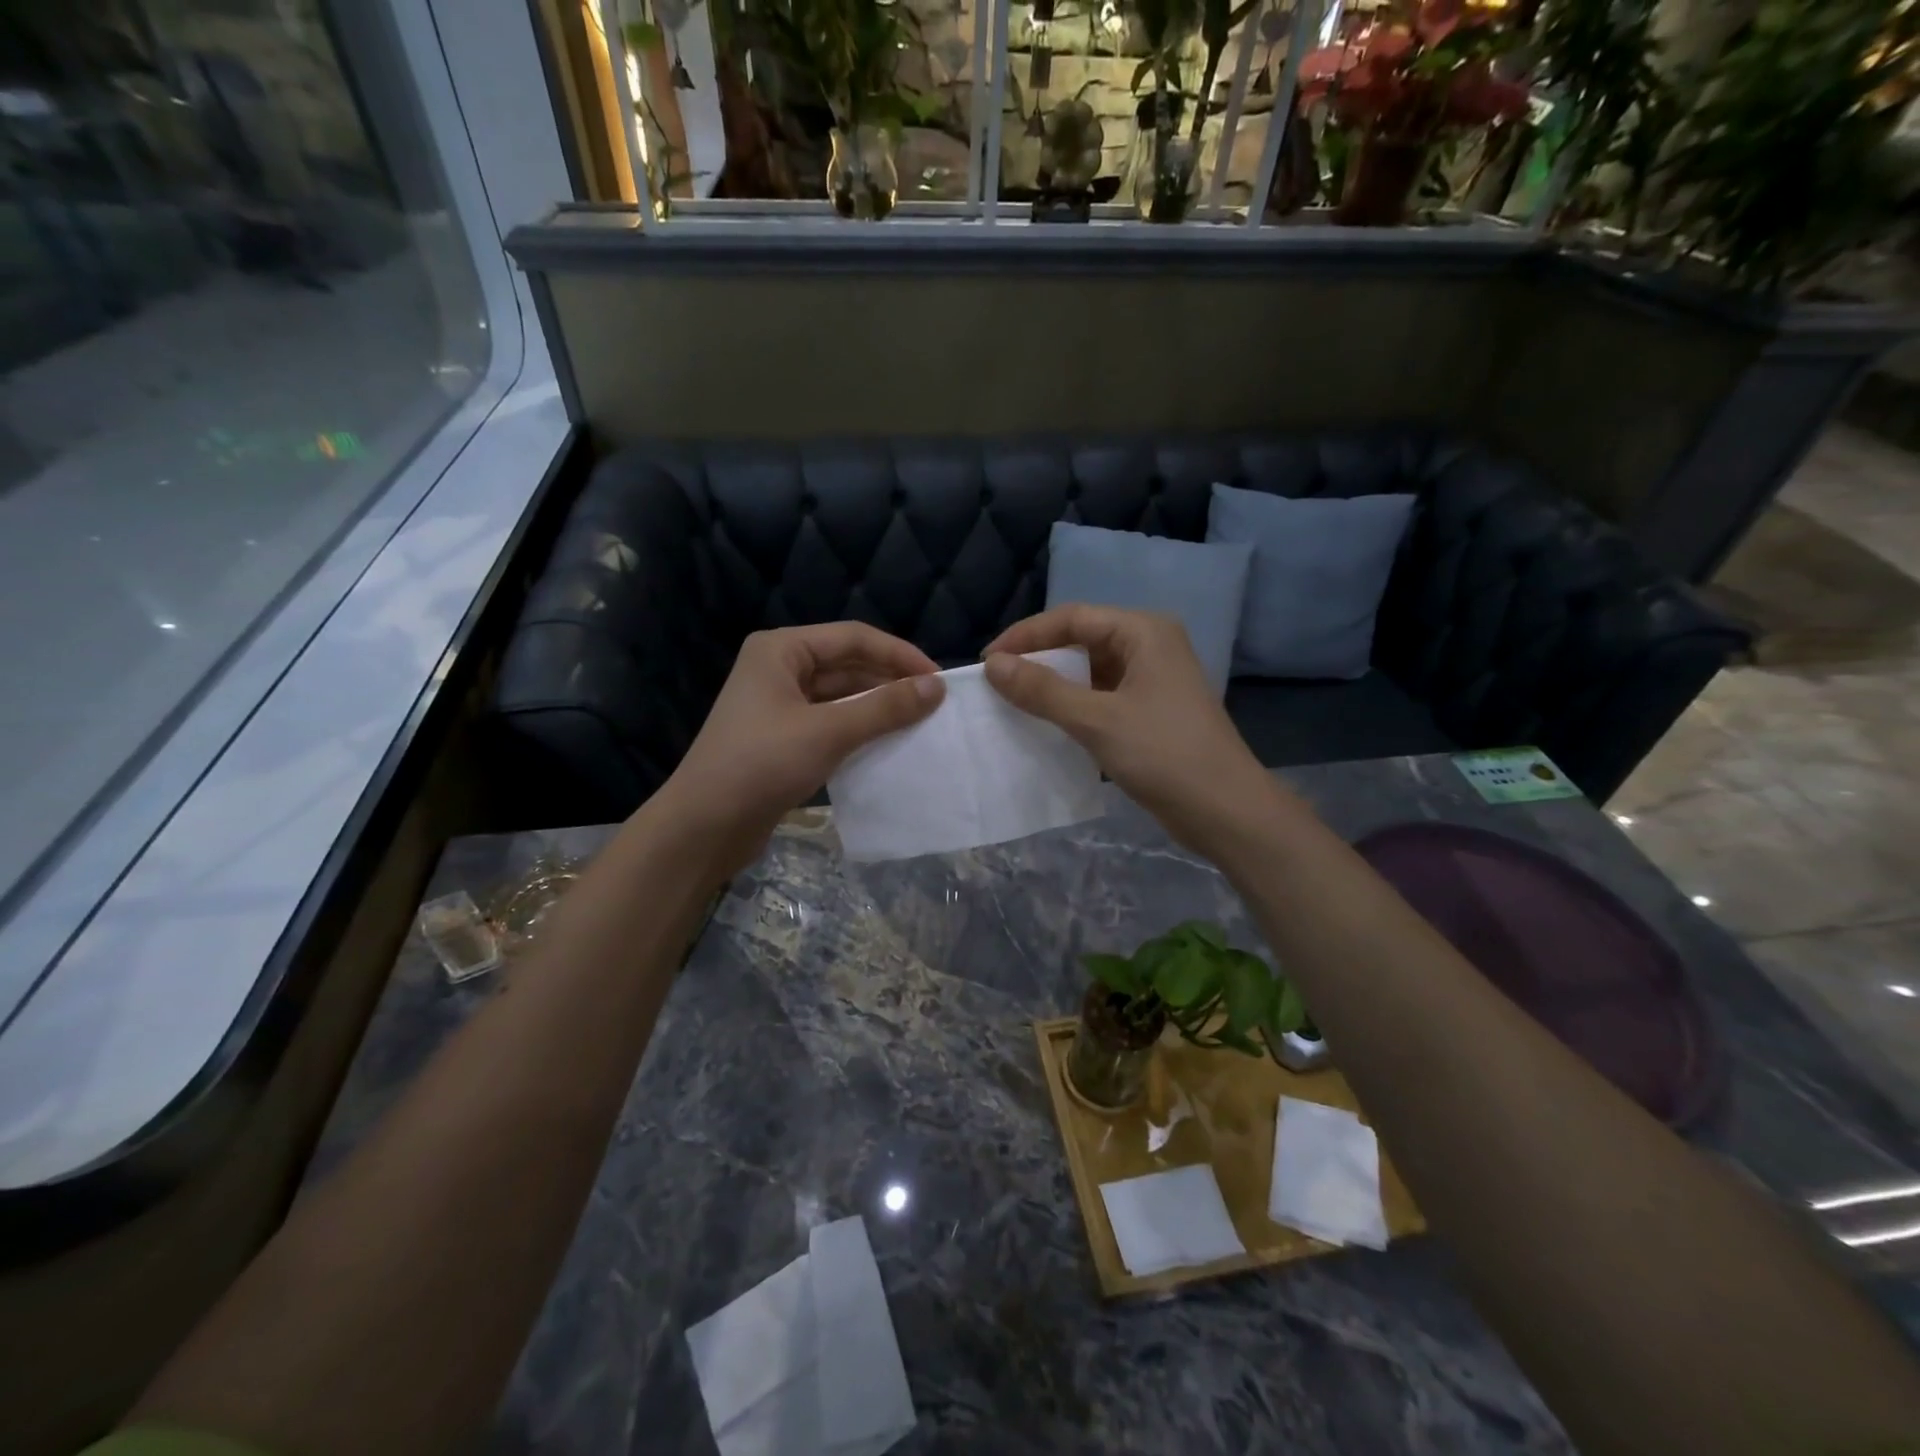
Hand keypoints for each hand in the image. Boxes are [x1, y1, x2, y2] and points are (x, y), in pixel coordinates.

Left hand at [656, 623, 943, 875]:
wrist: (704, 826)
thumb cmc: (762, 764)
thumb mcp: (829, 732)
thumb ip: (885, 707)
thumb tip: (937, 687)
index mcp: (781, 650)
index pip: (853, 638)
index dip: (899, 655)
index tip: (939, 679)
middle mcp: (779, 669)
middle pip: (847, 664)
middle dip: (890, 681)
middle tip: (934, 704)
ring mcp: (779, 705)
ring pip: (841, 696)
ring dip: (877, 707)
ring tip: (919, 723)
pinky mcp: (782, 738)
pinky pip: (831, 723)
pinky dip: (859, 730)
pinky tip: (888, 744)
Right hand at [982, 605, 1277, 853]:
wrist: (1224, 810)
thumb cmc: (1163, 754)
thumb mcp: (1096, 720)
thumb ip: (1042, 690)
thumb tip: (993, 665)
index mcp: (1143, 631)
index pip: (1072, 617)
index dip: (1026, 636)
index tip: (987, 661)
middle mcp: (1149, 645)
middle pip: (1082, 639)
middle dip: (1039, 657)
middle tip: (998, 681)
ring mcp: (1152, 679)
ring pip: (1090, 670)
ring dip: (1054, 683)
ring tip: (1014, 701)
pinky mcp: (1151, 710)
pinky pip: (1102, 695)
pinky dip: (1073, 705)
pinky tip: (1048, 723)